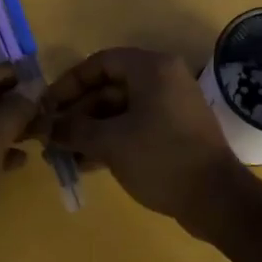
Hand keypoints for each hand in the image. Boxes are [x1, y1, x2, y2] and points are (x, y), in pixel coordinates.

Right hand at [39, 48, 251, 235]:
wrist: (217, 199)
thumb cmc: (161, 158)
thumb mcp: (110, 143)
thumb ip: (74, 130)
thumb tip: (45, 128)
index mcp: (151, 68)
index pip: (100, 63)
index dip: (69, 83)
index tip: (47, 107)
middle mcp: (163, 79)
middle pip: (109, 87)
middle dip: (78, 113)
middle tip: (51, 136)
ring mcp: (171, 106)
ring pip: (120, 110)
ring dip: (91, 130)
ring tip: (62, 155)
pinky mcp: (175, 131)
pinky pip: (135, 126)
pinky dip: (111, 140)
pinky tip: (86, 163)